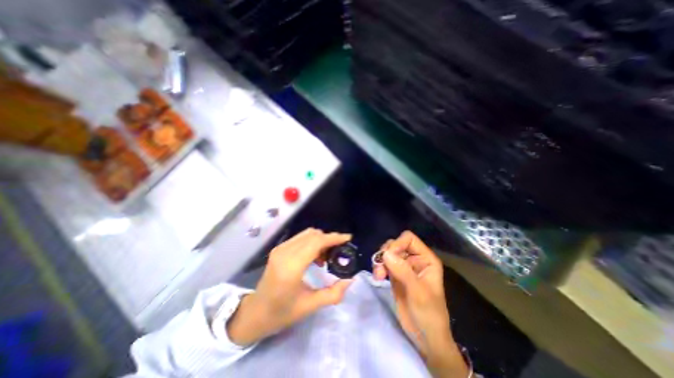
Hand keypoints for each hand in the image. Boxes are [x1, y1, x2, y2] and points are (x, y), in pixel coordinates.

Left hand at [226, 229, 353, 346]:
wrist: (256, 312)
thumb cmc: (282, 312)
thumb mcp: (310, 306)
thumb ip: (333, 294)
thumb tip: (349, 280)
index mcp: (292, 266)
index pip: (316, 242)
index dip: (334, 238)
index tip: (348, 238)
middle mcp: (285, 252)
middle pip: (313, 234)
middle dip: (329, 239)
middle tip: (339, 251)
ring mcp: (280, 248)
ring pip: (307, 234)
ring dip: (320, 240)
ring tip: (326, 256)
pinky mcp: (279, 248)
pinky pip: (300, 238)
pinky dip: (312, 242)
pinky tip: (315, 256)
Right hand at [374, 232, 469, 376]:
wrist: (425, 338)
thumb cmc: (429, 315)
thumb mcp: (418, 293)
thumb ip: (403, 271)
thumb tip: (385, 253)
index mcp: (426, 259)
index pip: (409, 239)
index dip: (397, 244)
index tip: (388, 257)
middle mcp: (415, 259)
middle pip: (396, 244)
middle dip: (386, 253)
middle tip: (381, 268)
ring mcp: (404, 267)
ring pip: (388, 253)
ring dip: (380, 260)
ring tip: (378, 275)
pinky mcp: (395, 274)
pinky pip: (384, 263)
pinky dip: (378, 267)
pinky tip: (378, 277)